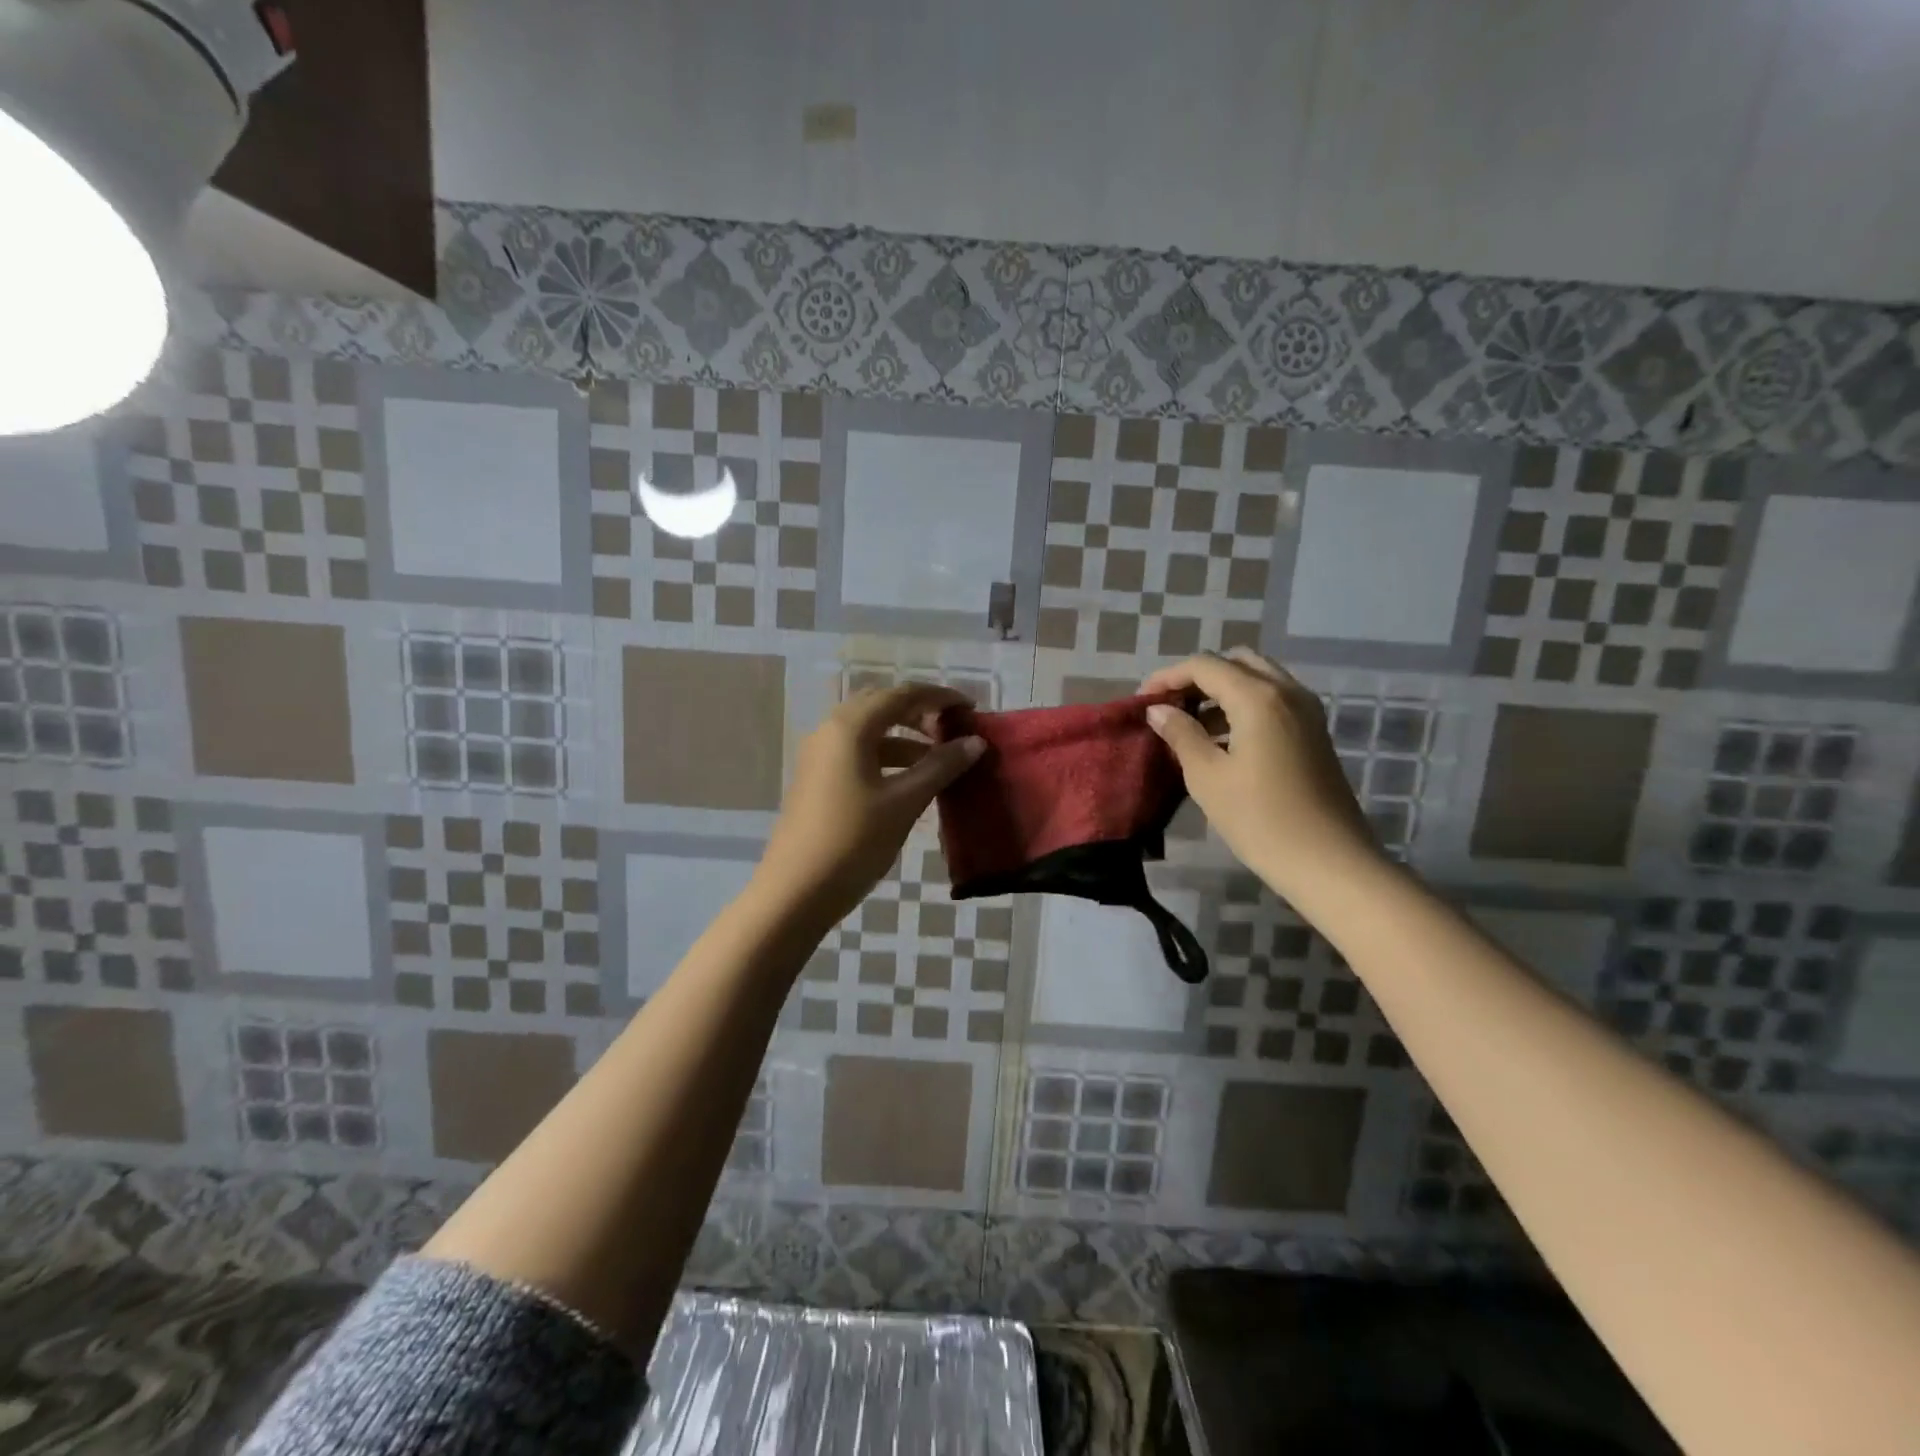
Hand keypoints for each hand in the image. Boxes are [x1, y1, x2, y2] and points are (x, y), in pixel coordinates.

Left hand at [754, 683, 986, 928]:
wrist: (795, 892)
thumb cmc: (853, 841)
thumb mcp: (904, 802)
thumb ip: (941, 767)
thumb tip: (975, 742)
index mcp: (849, 727)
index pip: (902, 695)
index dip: (940, 697)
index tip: (973, 709)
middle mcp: (830, 731)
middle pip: (882, 707)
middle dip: (921, 714)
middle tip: (955, 731)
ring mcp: (819, 756)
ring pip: (870, 732)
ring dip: (906, 738)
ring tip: (940, 760)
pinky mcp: (817, 780)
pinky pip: (858, 754)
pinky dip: (888, 758)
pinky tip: (911, 782)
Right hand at [1141, 648, 1378, 899]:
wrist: (1330, 862)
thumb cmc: (1260, 820)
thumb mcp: (1208, 777)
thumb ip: (1181, 735)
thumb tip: (1159, 710)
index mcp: (1258, 698)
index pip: (1204, 665)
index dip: (1167, 677)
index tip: (1142, 702)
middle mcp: (1287, 692)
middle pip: (1235, 662)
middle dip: (1198, 678)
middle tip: (1170, 706)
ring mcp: (1306, 711)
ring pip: (1257, 679)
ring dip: (1221, 691)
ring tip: (1190, 725)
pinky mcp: (1313, 732)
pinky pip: (1273, 701)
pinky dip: (1243, 706)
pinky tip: (1222, 741)